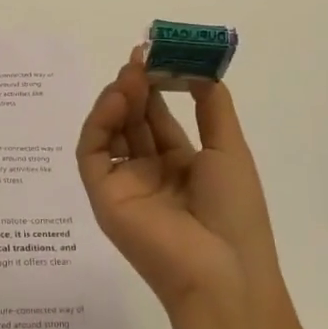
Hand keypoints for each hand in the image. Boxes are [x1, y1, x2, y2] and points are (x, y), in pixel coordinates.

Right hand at [76, 49, 282, 316]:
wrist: (224, 273)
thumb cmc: (235, 212)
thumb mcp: (230, 149)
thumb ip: (212, 105)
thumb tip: (198, 66)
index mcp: (181, 167)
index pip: (158, 117)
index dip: (156, 86)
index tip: (157, 55)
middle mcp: (149, 173)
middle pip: (132, 120)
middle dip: (135, 86)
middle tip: (139, 57)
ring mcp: (124, 184)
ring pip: (110, 131)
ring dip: (117, 99)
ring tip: (131, 75)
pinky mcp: (103, 196)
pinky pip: (92, 153)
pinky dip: (99, 122)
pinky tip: (117, 100)